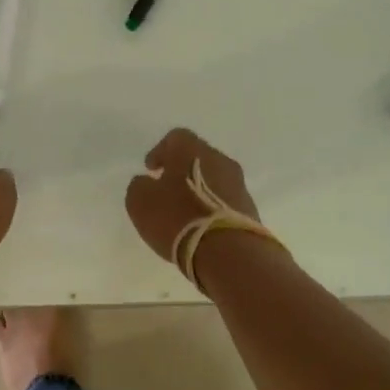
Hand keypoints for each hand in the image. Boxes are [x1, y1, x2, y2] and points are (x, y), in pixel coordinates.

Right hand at [124, 127, 260, 262]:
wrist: (228, 251)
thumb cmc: (178, 218)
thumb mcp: (141, 202)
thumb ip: (140, 186)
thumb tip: (147, 183)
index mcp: (192, 150)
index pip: (175, 137)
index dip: (160, 152)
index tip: (151, 170)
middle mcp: (219, 159)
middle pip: (198, 157)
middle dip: (181, 170)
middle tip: (167, 189)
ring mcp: (238, 184)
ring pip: (214, 178)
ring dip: (199, 189)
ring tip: (184, 211)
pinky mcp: (249, 208)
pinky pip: (225, 200)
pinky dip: (212, 207)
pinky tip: (201, 225)